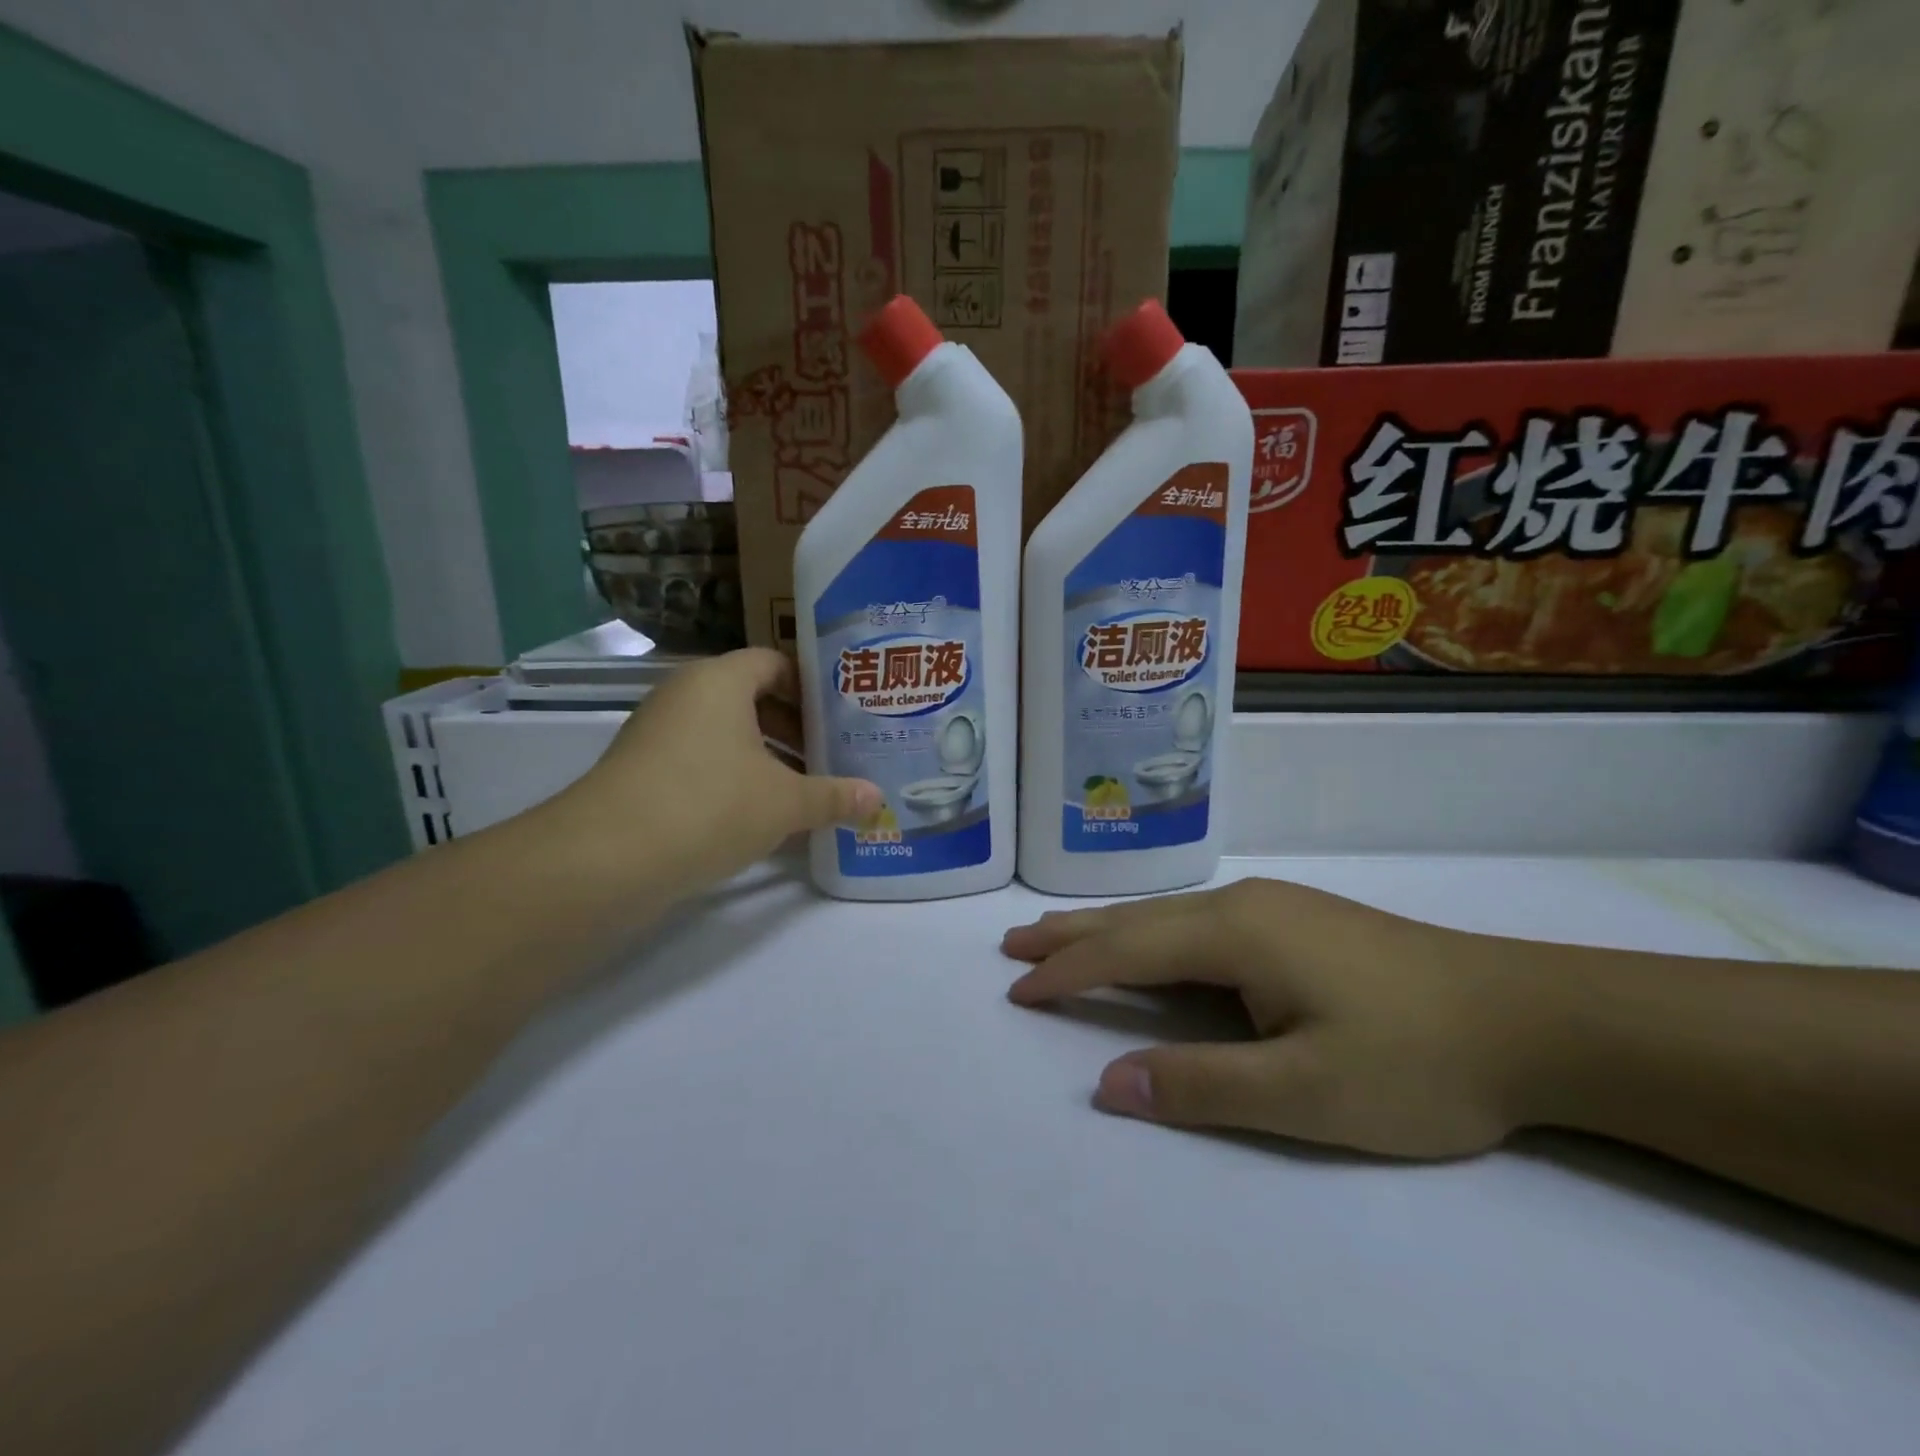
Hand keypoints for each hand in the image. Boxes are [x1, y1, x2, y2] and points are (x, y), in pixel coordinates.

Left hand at [552, 649, 879, 897]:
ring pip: (725, 734)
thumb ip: (834, 796)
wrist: (606, 859)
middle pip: (750, 698)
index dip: (811, 686)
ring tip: (805, 789)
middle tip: (832, 754)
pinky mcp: (641, 772)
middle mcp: (684, 696)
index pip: (774, 662)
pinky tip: (761, 816)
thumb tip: (877, 799)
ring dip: (766, 758)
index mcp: (719, 681)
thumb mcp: (785, 803)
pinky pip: (701, 762)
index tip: (841, 716)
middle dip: (794, 728)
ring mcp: (657, 734)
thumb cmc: (709, 805)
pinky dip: (733, 779)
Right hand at [1003, 879, 1544, 1158]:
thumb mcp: (1306, 1094)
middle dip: (1070, 934)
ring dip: (1108, 929)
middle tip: (1014, 943)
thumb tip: (1107, 1084)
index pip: (1125, 951)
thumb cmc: (1417, 1059)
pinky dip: (1150, 933)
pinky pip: (1195, 921)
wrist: (1532, 1017)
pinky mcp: (1295, 920)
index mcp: (1234, 934)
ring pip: (1166, 915)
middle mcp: (1241, 905)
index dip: (1067, 973)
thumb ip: (1200, 1086)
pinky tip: (1150, 941)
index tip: (1017, 991)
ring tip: (1060, 936)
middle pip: (1136, 919)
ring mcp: (1271, 907)